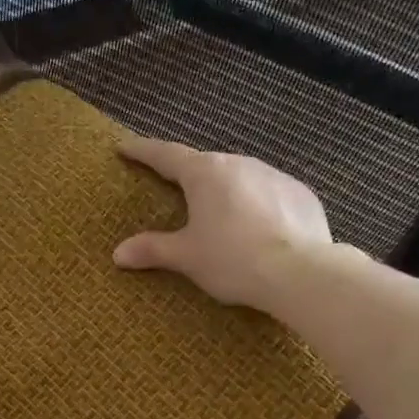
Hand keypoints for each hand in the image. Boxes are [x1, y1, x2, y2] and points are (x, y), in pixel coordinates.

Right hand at [113, 137, 332, 311]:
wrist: (300, 271)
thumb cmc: (233, 259)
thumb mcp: (187, 257)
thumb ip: (153, 250)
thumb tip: (118, 254)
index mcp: (205, 173)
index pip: (165, 155)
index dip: (143, 151)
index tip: (125, 147)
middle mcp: (240, 163)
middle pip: (205, 165)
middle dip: (188, 176)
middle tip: (173, 189)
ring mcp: (274, 175)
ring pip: (240, 178)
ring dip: (225, 192)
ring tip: (218, 216)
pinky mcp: (301, 194)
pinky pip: (269, 195)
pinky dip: (256, 207)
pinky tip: (257, 231)